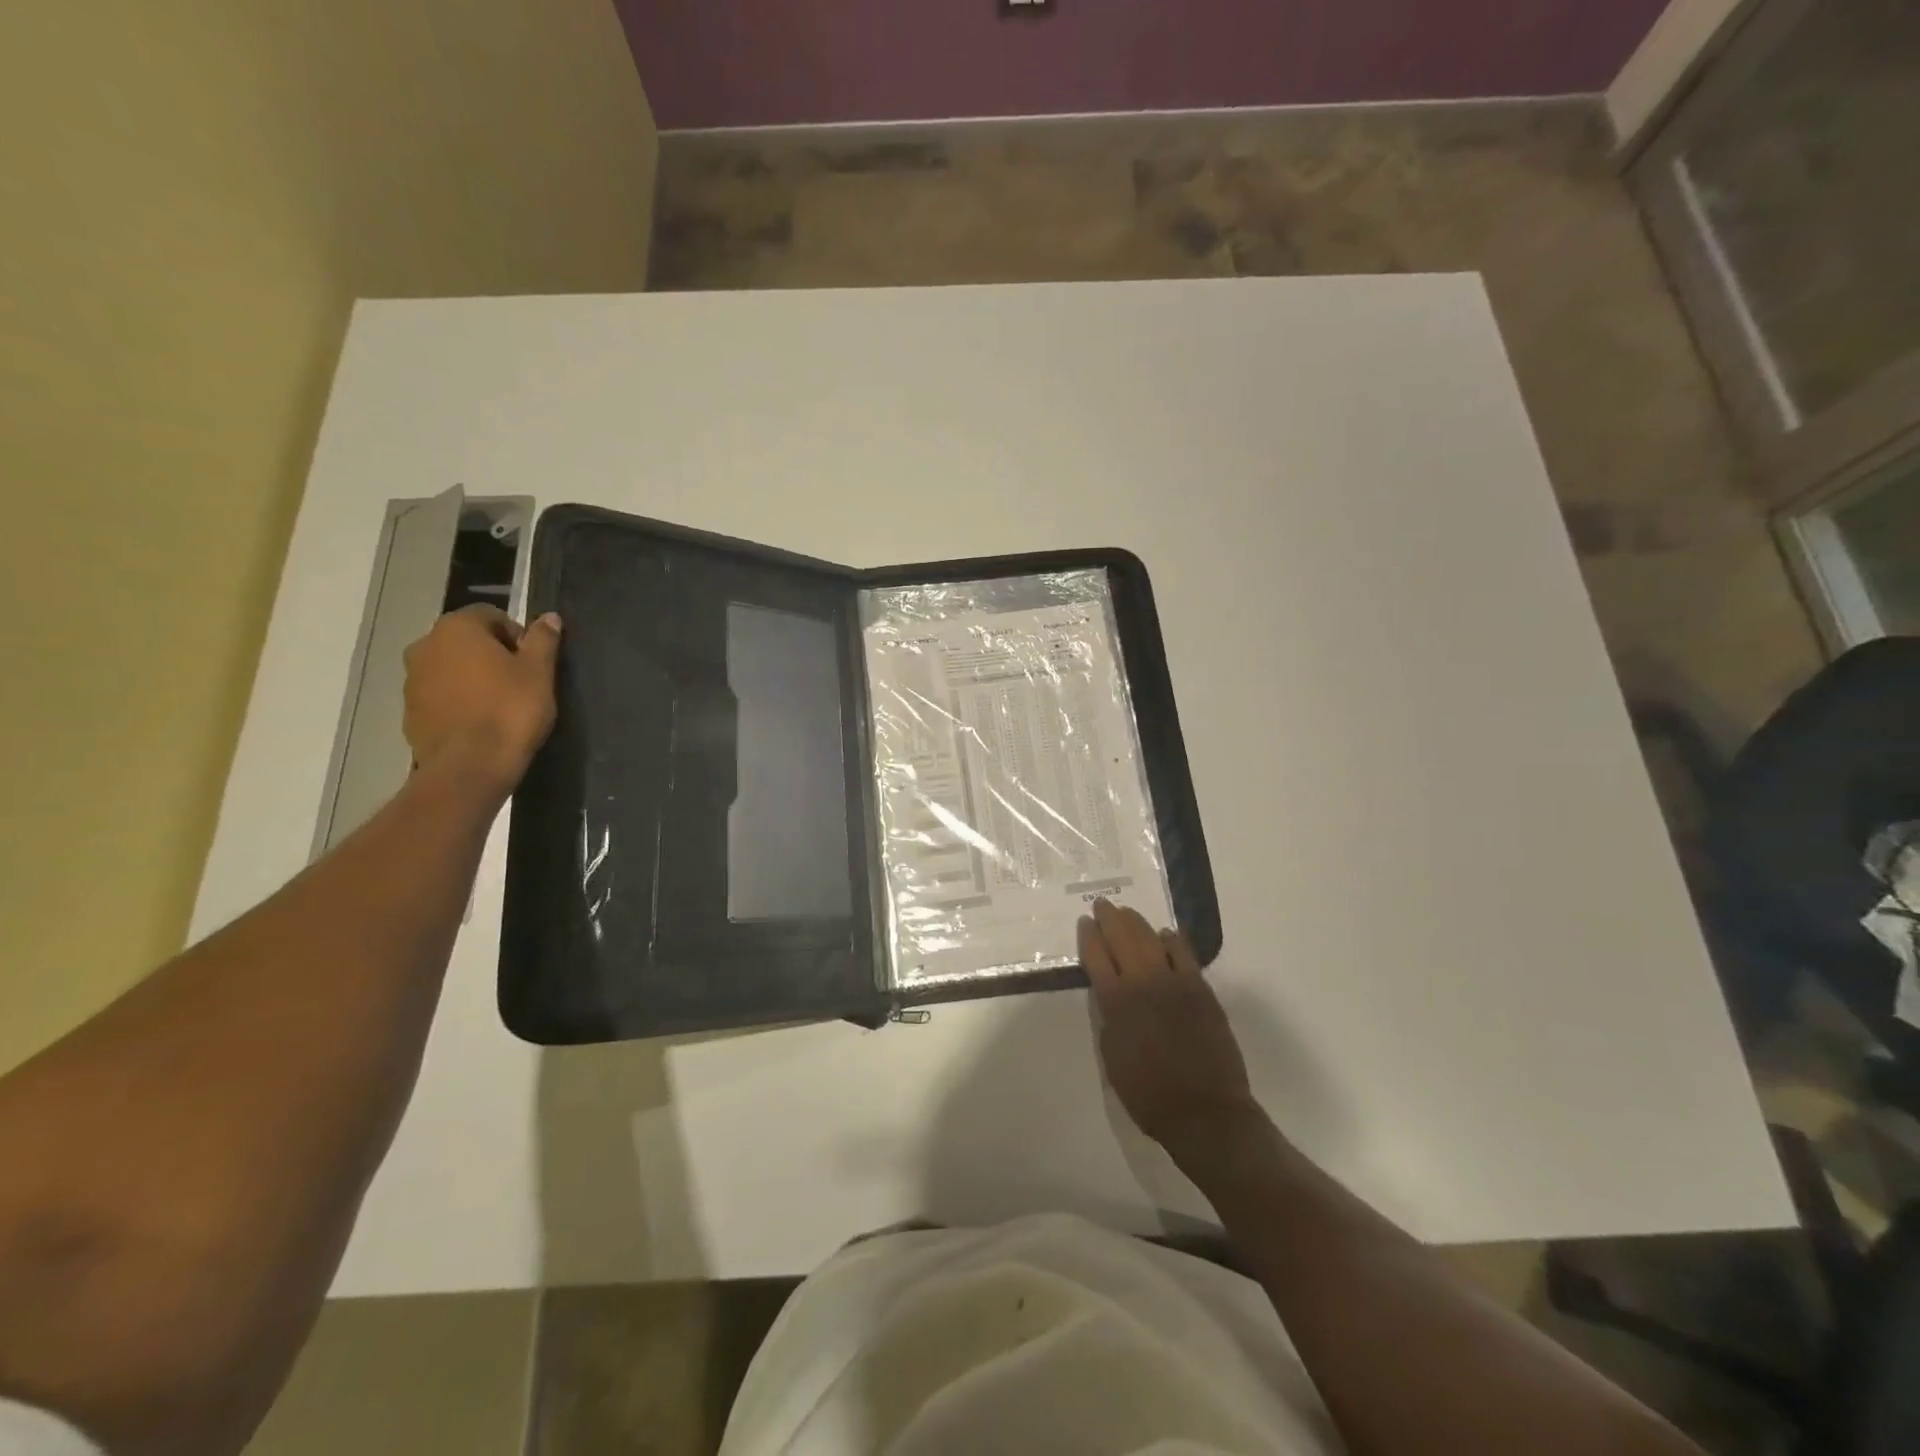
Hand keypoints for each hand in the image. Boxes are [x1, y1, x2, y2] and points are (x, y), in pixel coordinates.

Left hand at [402, 605, 561, 798]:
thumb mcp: (539, 672)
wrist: (470, 765)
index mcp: (457, 628)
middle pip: (466, 639)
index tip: (533, 661)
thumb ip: (543, 640)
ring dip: (472, 677)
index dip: (517, 635)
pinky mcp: (410, 710)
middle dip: (492, 654)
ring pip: (450, 667)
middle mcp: (425, 645)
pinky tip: (480, 721)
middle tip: (519, 681)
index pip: (491, 615)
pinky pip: (440, 694)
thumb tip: (549, 617)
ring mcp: (412, 679)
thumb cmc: (510, 710)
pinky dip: (458, 700)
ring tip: (499, 703)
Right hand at [1079, 899, 1265, 1161]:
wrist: (1205, 1111)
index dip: (1088, 935)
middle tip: (1103, 905)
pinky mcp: (1201, 988)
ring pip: (1152, 938)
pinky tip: (1166, 934)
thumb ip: (1108, 1019)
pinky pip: (1185, 953)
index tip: (1084, 922)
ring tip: (1128, 913)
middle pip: (1122, 937)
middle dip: (1110, 918)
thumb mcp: (1112, 1057)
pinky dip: (1172, 939)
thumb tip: (1109, 995)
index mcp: (1115, 1001)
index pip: (1095, 955)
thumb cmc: (1149, 1093)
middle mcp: (1142, 982)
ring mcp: (1175, 981)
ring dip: (1137, 923)